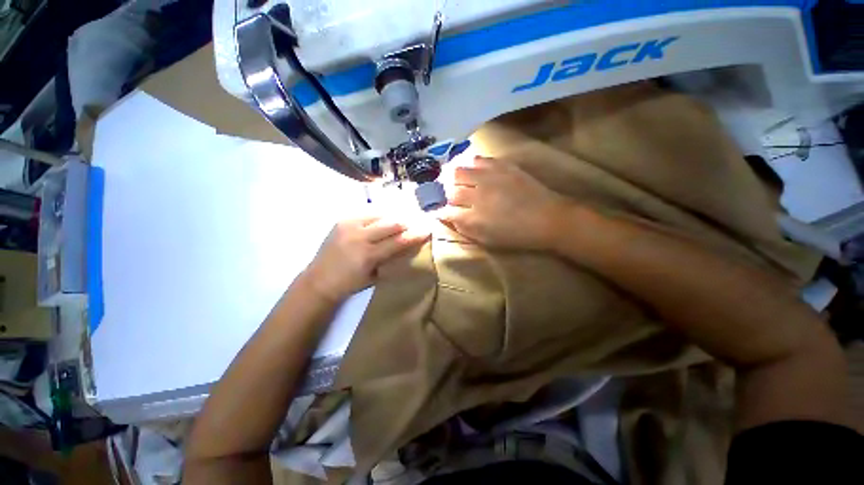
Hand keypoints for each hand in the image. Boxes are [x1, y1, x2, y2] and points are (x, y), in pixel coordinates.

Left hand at [303, 216, 429, 301]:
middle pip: (392, 223)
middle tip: (418, 221)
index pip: (399, 241)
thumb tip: (409, 246)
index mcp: (368, 256)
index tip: (427, 230)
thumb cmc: (350, 283)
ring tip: (404, 219)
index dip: (415, 234)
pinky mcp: (343, 220)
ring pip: (381, 214)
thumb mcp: (375, 276)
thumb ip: (392, 259)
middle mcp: (359, 237)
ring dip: (395, 216)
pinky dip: (380, 214)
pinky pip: (367, 212)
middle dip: (408, 222)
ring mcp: (349, 225)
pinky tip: (385, 218)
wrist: (319, 280)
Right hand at [436, 157, 569, 249]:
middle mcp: (477, 195)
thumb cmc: (516, 235)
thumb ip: (464, 229)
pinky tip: (474, 170)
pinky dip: (471, 164)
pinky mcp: (501, 166)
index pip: (445, 212)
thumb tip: (448, 218)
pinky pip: (478, 159)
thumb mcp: (487, 240)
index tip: (440, 211)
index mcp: (473, 219)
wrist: (548, 218)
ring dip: (454, 178)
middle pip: (450, 190)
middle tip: (450, 197)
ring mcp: (489, 178)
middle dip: (446, 195)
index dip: (440, 211)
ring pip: (459, 171)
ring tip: (458, 181)